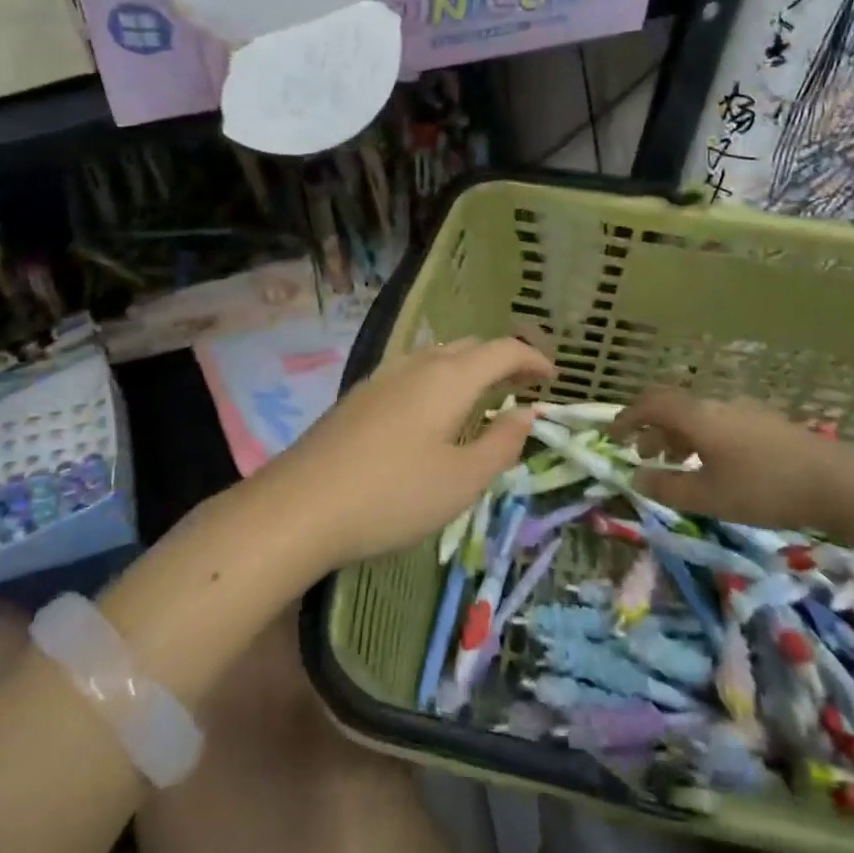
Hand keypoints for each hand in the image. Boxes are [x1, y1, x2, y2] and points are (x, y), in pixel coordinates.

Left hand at [257, 337, 553, 568]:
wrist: (300, 506)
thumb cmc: (393, 495)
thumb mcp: (461, 480)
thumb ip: (501, 443)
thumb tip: (527, 413)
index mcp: (449, 378)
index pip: (502, 350)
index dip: (533, 359)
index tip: (554, 378)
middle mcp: (416, 365)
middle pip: (469, 347)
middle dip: (502, 360)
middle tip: (523, 388)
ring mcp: (382, 377)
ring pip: (437, 357)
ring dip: (468, 369)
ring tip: (482, 399)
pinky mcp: (359, 396)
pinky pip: (413, 372)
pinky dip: (439, 381)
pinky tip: (433, 414)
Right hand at [611, 387, 853, 530]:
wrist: (837, 483)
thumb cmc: (764, 489)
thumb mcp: (709, 497)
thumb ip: (667, 487)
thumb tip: (635, 477)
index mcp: (697, 417)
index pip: (650, 404)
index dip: (626, 417)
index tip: (613, 437)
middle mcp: (717, 405)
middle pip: (673, 406)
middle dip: (651, 428)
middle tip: (643, 455)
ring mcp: (744, 411)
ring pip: (697, 415)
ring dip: (677, 435)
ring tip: (676, 465)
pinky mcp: (765, 423)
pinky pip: (718, 422)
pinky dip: (701, 438)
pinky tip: (713, 466)